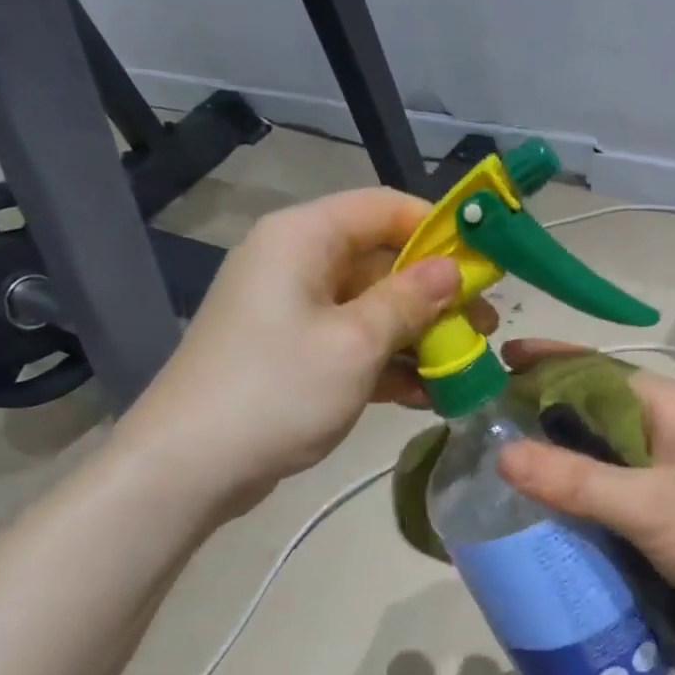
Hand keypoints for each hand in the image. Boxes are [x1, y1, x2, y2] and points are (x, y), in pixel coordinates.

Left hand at [117, 189, 493, 505]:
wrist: (189, 466)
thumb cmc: (277, 390)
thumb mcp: (355, 342)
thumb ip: (409, 301)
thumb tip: (452, 270)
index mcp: (303, 238)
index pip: (383, 208)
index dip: (438, 229)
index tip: (484, 263)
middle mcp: (296, 263)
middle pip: (381, 261)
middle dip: (435, 294)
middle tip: (484, 326)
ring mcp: (292, 312)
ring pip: (371, 307)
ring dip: (418, 335)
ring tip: (465, 365)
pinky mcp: (292, 354)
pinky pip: (351, 344)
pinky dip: (387, 363)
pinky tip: (427, 394)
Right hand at [493, 340, 674, 638]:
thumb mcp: (647, 506)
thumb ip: (576, 481)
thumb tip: (501, 454)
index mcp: (666, 404)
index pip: (593, 367)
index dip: (545, 360)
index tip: (496, 361)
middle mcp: (673, 423)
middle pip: (597, 406)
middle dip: (546, 410)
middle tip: (490, 424)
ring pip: (610, 446)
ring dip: (567, 451)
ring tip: (515, 463)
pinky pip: (624, 479)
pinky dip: (590, 484)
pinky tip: (565, 503)